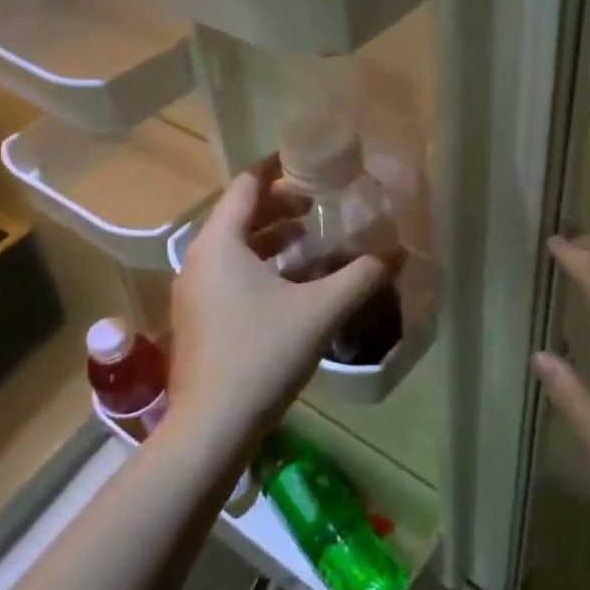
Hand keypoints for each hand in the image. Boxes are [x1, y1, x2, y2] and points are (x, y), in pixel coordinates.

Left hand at [167, 155, 392, 451]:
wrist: (211, 429)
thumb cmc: (262, 354)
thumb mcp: (320, 310)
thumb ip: (360, 276)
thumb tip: (396, 253)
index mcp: (219, 244)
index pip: (245, 186)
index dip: (275, 168)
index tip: (307, 160)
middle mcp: (198, 261)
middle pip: (239, 216)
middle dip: (280, 206)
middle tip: (319, 204)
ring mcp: (194, 293)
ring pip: (235, 250)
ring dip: (272, 240)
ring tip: (311, 240)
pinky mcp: (198, 321)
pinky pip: (230, 277)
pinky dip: (261, 268)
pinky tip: (294, 285)